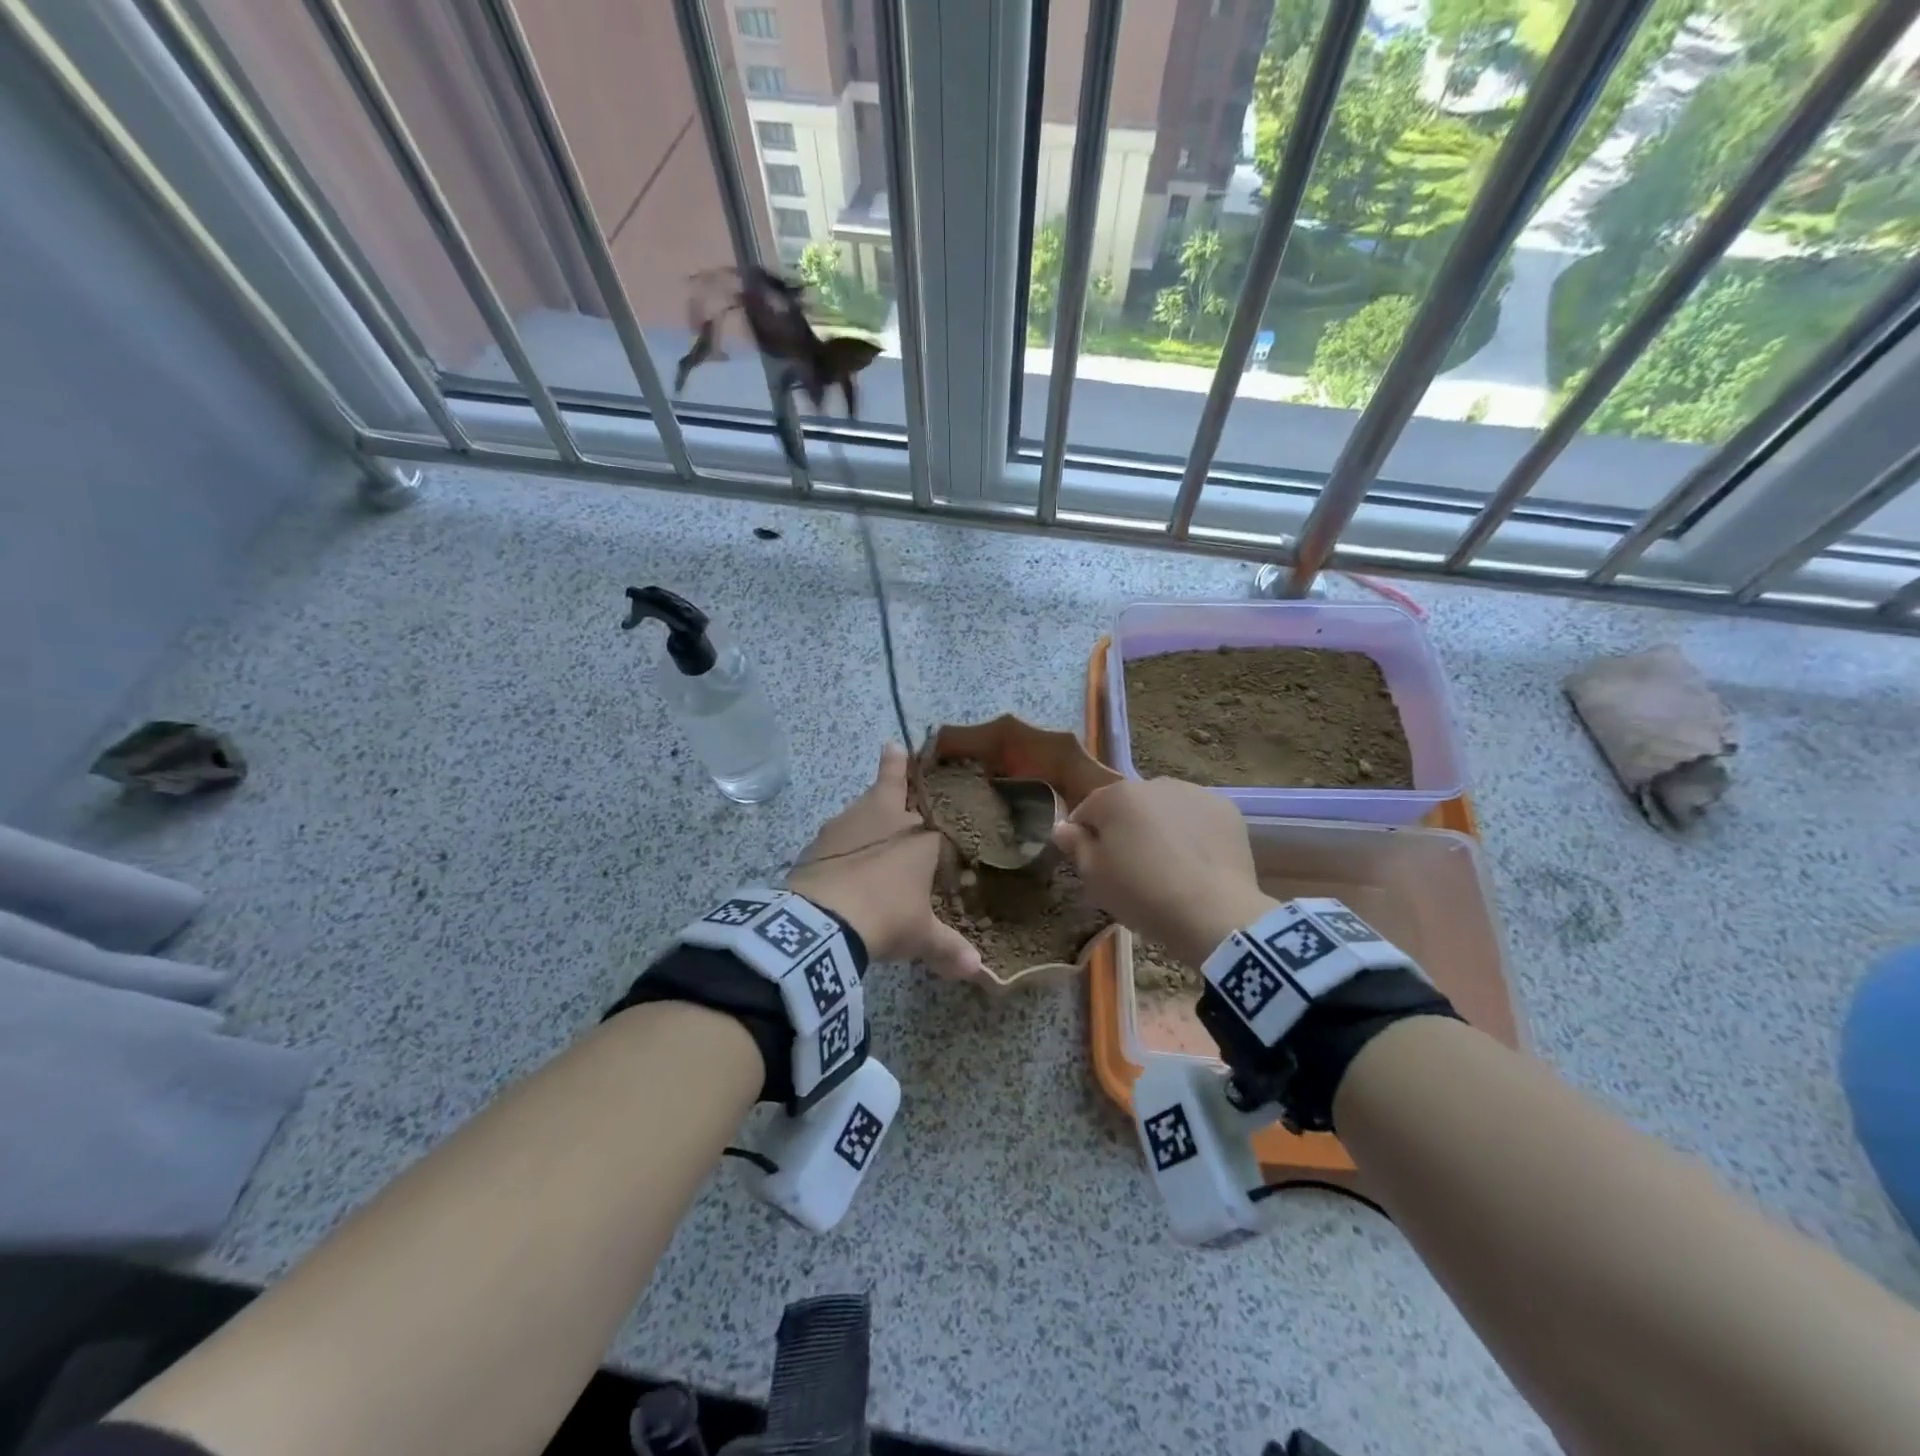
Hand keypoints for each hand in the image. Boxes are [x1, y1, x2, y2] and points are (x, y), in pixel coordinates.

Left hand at [786, 744, 982, 979]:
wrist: (824, 920)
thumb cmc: (887, 916)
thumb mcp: (920, 936)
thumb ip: (948, 948)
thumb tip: (978, 972)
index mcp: (918, 834)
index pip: (931, 803)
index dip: (926, 786)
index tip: (913, 755)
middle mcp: (884, 818)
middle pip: (889, 783)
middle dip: (894, 767)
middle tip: (893, 749)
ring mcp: (846, 826)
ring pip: (861, 805)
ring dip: (868, 806)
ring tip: (871, 808)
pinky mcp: (817, 843)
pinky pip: (837, 833)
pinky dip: (843, 839)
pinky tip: (842, 857)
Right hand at [1052, 777, 1275, 967]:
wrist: (1213, 913)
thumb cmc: (1142, 894)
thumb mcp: (1094, 876)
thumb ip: (1075, 845)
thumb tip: (1063, 827)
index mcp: (1116, 796)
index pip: (1087, 810)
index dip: (1085, 837)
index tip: (1093, 864)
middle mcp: (1154, 784)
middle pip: (1129, 806)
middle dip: (1126, 829)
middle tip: (1132, 869)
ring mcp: (1194, 793)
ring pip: (1165, 809)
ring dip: (1160, 828)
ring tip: (1169, 867)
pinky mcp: (1226, 810)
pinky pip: (1197, 818)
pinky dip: (1193, 834)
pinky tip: (1196, 864)